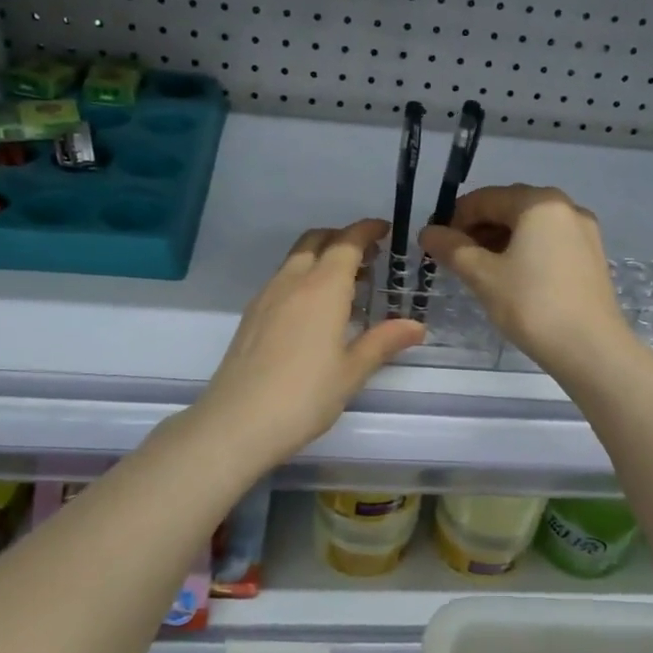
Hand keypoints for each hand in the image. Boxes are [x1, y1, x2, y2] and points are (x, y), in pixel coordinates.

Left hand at [193, 219, 424, 467]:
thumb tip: (416, 326)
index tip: (384, 230)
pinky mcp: (251, 316)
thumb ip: (383, 342)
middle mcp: (292, 282)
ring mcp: (266, 298)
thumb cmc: (304, 396)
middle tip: (368, 256)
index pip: (346, 243)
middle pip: (316, 241)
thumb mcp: (351, 371)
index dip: (366, 231)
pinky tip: (314, 310)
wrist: (237, 422)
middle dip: (342, 238)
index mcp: (322, 288)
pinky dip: (303, 276)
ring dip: (321, 257)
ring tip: (346, 283)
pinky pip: (282, 280)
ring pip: (295, 259)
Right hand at [419, 185, 631, 376]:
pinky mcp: (591, 257)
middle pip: (510, 208)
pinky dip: (524, 252)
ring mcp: (584, 232)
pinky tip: (511, 278)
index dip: (454, 218)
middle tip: (454, 259)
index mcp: (539, 203)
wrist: (591, 349)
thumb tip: (427, 232)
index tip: (436, 244)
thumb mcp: (483, 276)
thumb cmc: (532, 305)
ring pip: (530, 227)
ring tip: (479, 271)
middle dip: (478, 229)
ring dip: (500, 241)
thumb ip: (452, 249)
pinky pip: (549, 243)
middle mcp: (566, 207)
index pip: (485, 198)